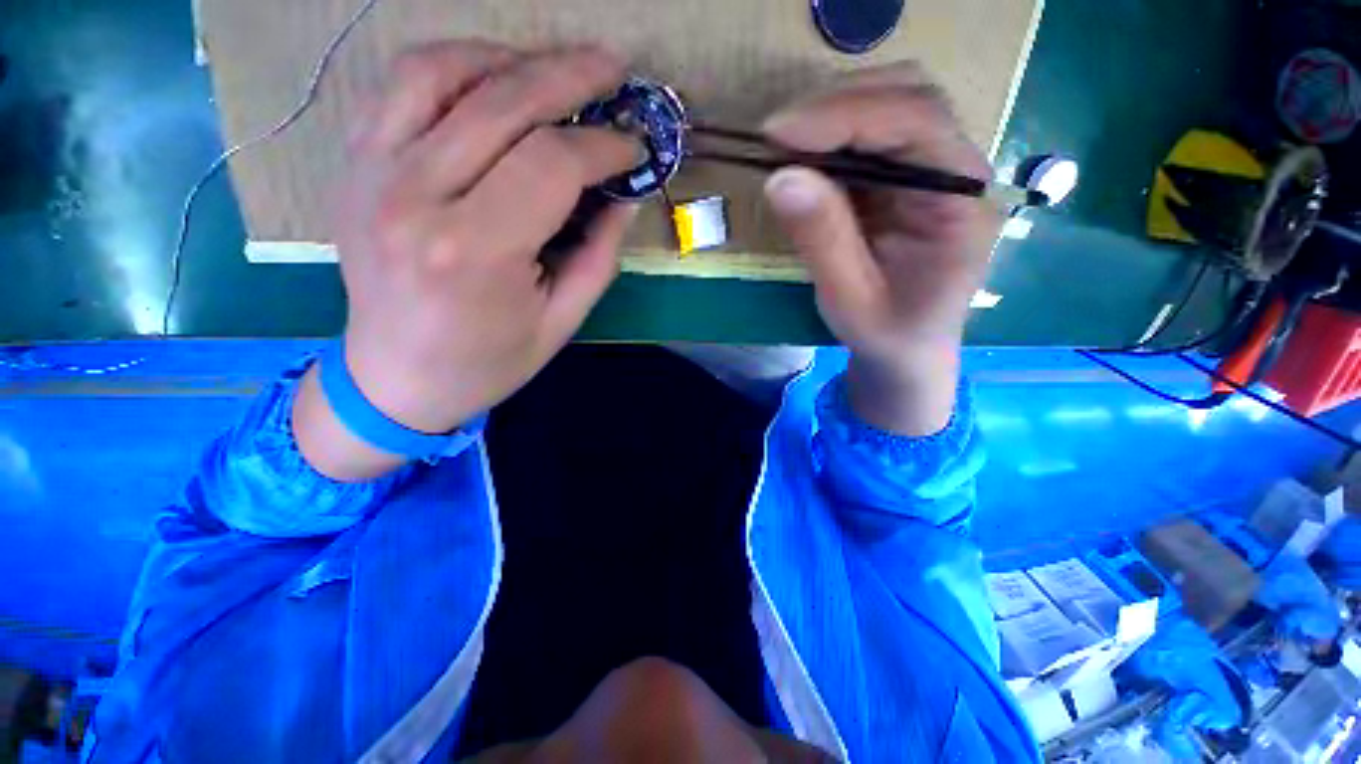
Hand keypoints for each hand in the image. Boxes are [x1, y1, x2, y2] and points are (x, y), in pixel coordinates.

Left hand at [294, 41, 638, 478]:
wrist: (395, 378)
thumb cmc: (487, 361)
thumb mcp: (561, 320)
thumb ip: (598, 254)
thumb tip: (624, 195)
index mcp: (474, 251)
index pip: (551, 162)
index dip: (604, 145)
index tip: (635, 147)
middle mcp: (415, 196)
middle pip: (503, 102)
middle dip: (571, 77)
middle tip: (614, 70)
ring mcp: (373, 171)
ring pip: (444, 71)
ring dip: (511, 58)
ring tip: (556, 69)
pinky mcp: (355, 163)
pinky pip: (402, 85)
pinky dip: (455, 64)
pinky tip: (494, 76)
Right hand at [761, 64, 1000, 434]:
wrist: (908, 350)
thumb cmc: (887, 332)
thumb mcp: (848, 298)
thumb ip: (821, 239)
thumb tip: (779, 177)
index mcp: (961, 201)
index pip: (916, 124)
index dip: (844, 117)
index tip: (777, 134)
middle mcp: (957, 171)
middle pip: (910, 96)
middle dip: (837, 105)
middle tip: (776, 137)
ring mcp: (934, 170)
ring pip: (892, 104)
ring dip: (833, 114)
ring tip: (785, 145)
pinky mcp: (908, 179)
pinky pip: (873, 135)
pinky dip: (832, 136)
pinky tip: (804, 157)